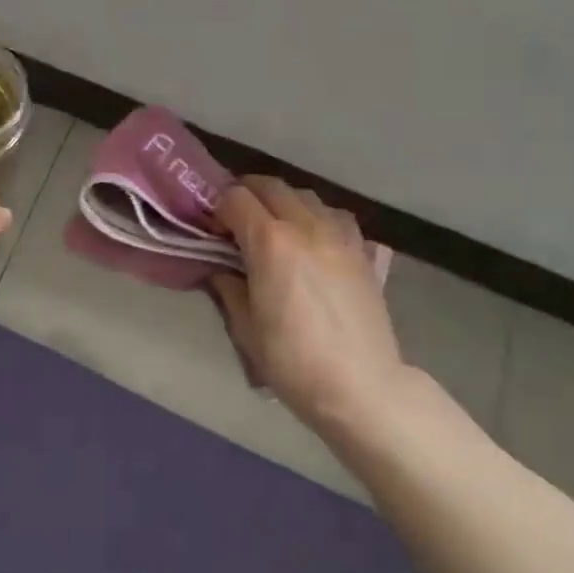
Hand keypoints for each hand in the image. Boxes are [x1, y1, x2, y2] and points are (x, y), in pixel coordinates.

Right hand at [209, 178, 404, 428]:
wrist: (361, 386)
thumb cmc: (293, 361)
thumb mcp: (245, 327)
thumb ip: (228, 286)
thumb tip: (221, 267)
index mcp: (270, 241)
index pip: (235, 198)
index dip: (218, 208)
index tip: (212, 229)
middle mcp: (305, 225)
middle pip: (270, 186)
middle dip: (246, 194)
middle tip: (235, 220)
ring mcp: (339, 234)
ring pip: (304, 194)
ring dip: (281, 201)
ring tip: (273, 228)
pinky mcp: (361, 249)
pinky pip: (334, 214)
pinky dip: (316, 216)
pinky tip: (311, 240)